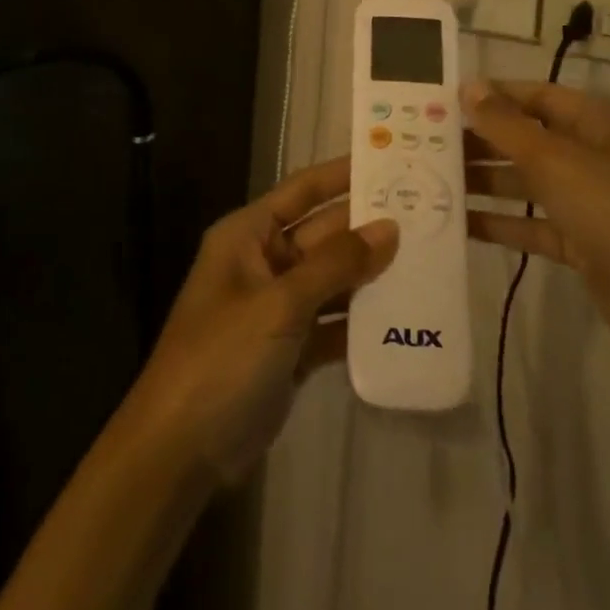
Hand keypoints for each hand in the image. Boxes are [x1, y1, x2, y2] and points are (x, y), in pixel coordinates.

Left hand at [122, 158, 398, 486]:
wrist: (181, 449)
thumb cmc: (222, 357)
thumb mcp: (279, 304)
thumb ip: (336, 264)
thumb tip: (389, 227)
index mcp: (248, 235)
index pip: (302, 190)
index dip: (342, 173)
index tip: (390, 160)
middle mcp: (263, 262)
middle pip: (324, 234)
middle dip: (369, 226)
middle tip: (428, 214)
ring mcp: (278, 307)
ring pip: (334, 279)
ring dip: (372, 273)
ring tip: (429, 258)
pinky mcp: (292, 348)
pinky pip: (334, 321)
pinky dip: (363, 320)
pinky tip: (406, 315)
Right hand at [462, 78, 609, 367]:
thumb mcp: (557, 162)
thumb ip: (508, 125)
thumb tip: (470, 86)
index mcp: (602, 123)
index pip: (539, 95)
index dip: (494, 96)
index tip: (445, 100)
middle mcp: (598, 155)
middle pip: (531, 139)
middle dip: (483, 141)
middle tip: (429, 144)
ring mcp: (593, 201)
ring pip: (530, 182)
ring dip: (487, 182)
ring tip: (433, 181)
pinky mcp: (585, 242)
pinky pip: (535, 223)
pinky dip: (502, 222)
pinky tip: (459, 224)